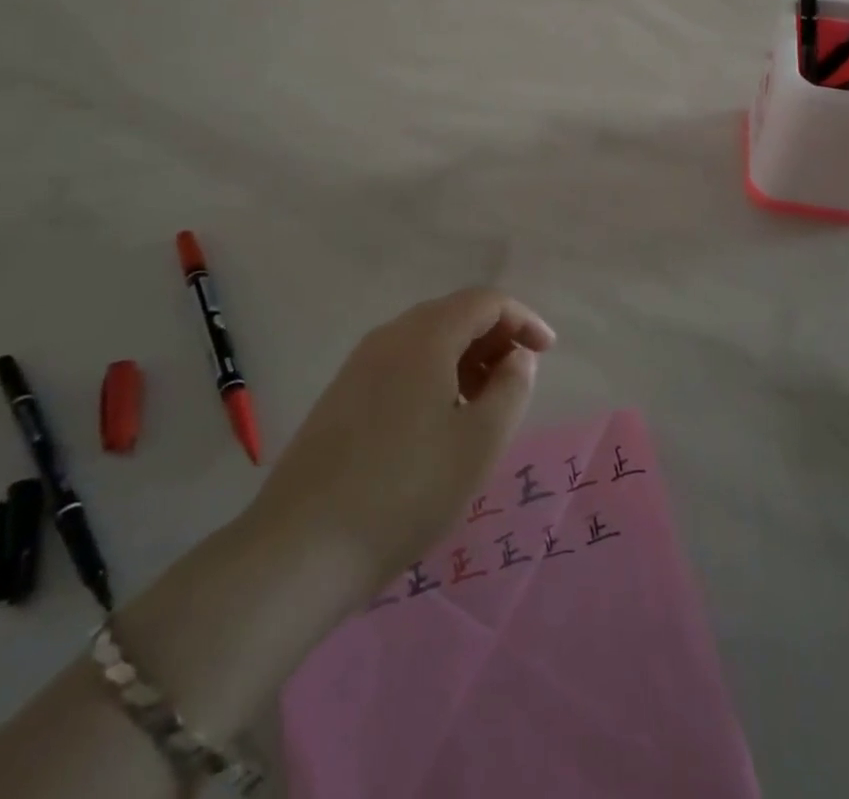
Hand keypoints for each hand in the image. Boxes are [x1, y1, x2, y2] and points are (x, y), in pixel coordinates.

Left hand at [247, 288, 555, 595]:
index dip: (523, 319)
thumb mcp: (479, 443)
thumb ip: (512, 388)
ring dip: (464, 359)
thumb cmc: (406, 490)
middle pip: (454, 314)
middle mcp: (390, 335)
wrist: (302, 547)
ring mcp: (360, 364)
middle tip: (518, 379)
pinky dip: (434, 375)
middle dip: (494, 338)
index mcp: (426, 335)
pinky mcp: (341, 394)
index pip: (485, 301)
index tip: (547, 352)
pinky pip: (401, 364)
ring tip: (484, 404)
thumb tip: (517, 358)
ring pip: (426, 340)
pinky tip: (439, 421)